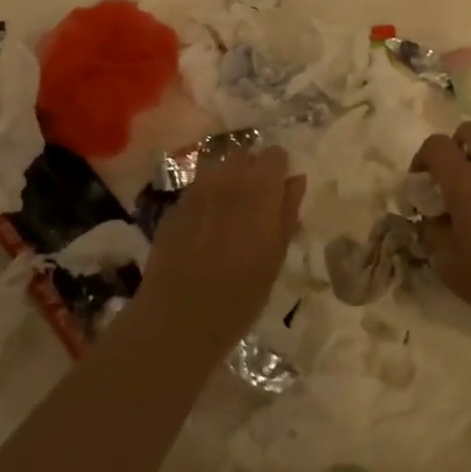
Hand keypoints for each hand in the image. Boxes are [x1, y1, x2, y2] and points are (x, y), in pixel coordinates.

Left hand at [133, 145, 304, 362]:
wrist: (179, 317)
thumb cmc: (241, 293)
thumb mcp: (276, 255)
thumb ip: (288, 211)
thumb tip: (295, 180)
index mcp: (259, 188)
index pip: (274, 154)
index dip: (279, 169)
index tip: (281, 190)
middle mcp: (227, 179)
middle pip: (244, 154)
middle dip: (252, 169)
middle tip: (257, 200)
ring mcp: (196, 190)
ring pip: (217, 167)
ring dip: (227, 179)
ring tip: (230, 208)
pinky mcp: (174, 207)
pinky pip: (196, 188)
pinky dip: (206, 197)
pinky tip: (205, 226)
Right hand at [413, 124, 470, 356]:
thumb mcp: (452, 268)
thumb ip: (433, 235)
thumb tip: (430, 220)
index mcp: (467, 183)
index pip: (437, 145)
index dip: (420, 159)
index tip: (417, 189)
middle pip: (469, 133)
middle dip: (452, 150)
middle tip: (444, 185)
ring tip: (470, 215)